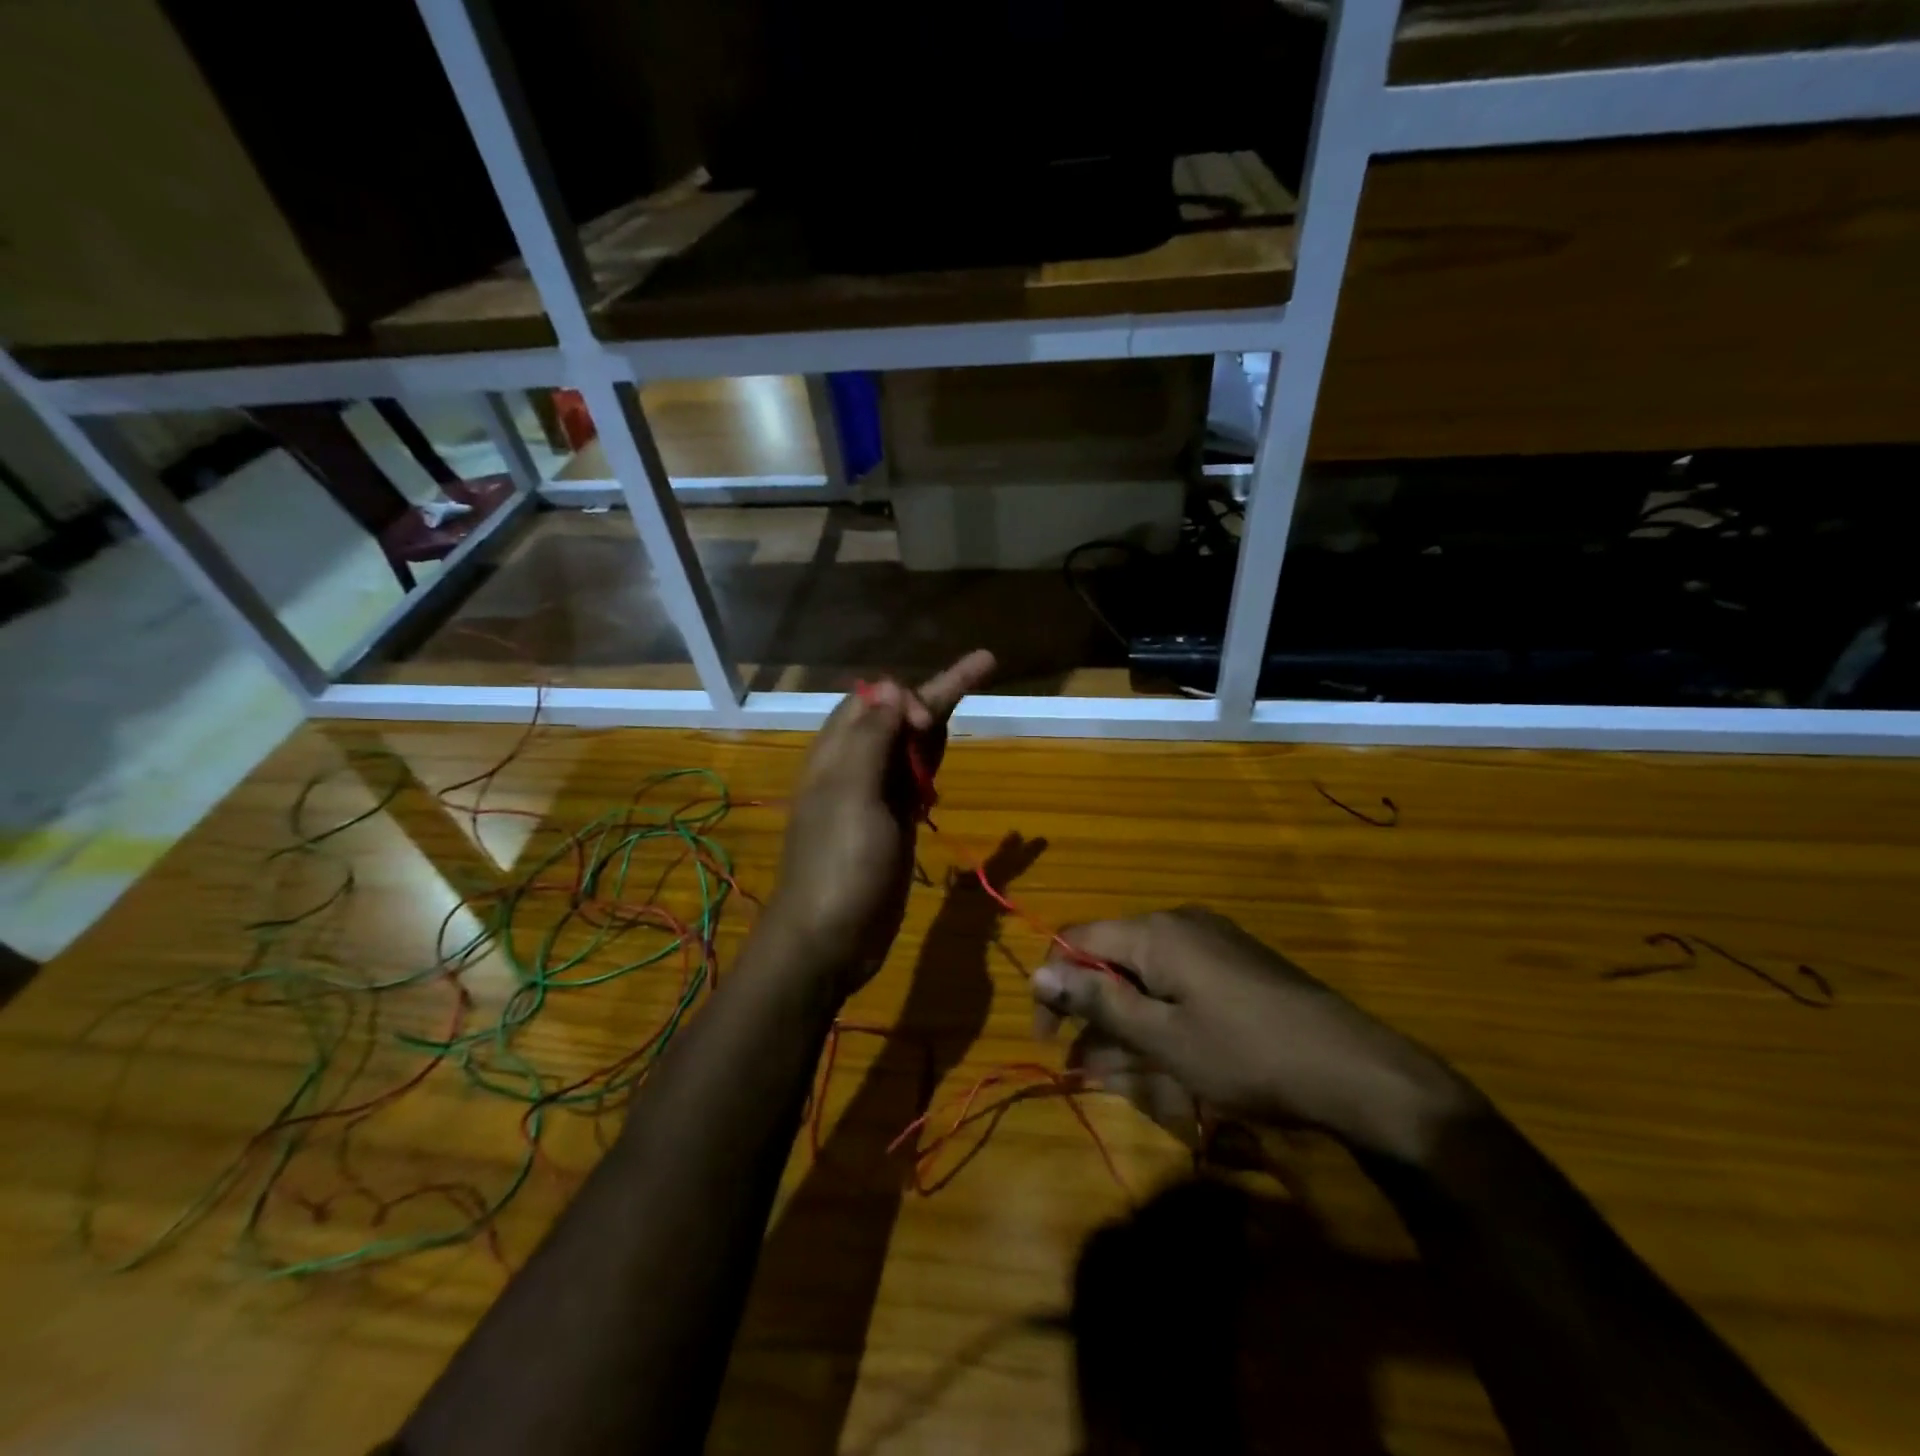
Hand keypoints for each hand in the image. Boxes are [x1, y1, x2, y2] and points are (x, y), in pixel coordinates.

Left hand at [766, 650, 995, 995]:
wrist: (831, 938)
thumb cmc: (838, 863)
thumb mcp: (851, 793)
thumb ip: (871, 738)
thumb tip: (892, 688)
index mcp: (837, 753)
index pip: (874, 700)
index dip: (906, 696)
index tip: (929, 719)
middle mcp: (855, 767)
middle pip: (898, 717)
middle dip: (936, 692)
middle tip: (984, 665)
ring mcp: (875, 797)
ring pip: (910, 746)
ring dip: (938, 720)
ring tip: (973, 685)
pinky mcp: (893, 824)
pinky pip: (916, 780)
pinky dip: (932, 761)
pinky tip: (944, 749)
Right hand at [1032, 907, 1483, 1161]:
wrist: (1353, 1068)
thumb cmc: (1245, 1055)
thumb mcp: (1162, 1037)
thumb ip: (1097, 1000)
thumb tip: (1038, 972)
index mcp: (1154, 932)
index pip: (1076, 940)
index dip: (1053, 985)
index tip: (1048, 1038)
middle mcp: (1179, 922)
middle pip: (1111, 955)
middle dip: (1090, 1007)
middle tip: (1082, 1063)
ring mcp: (1212, 939)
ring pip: (1144, 972)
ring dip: (1123, 1016)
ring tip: (1119, 1069)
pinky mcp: (1236, 961)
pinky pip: (1178, 979)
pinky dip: (1159, 1012)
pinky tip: (1164, 1051)